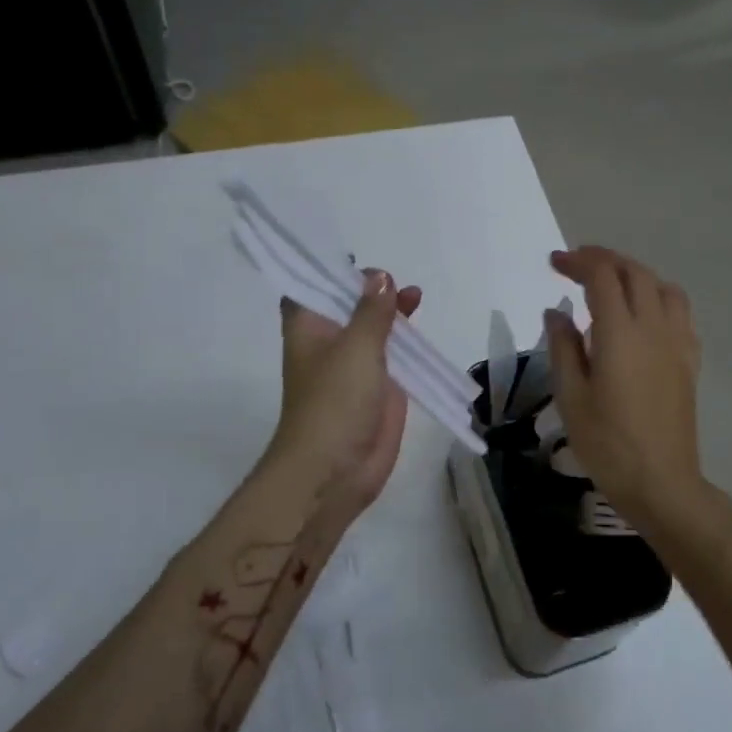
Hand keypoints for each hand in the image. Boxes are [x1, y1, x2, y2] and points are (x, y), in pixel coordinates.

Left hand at [267, 270, 422, 515]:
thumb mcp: (355, 346)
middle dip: (370, 290)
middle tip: (395, 280)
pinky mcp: (380, 388)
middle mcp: (329, 342)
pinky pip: (394, 356)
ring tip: (415, 296)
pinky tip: (423, 329)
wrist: (335, 470)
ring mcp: (355, 366)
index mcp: (309, 328)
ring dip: (392, 313)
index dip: (330, 271)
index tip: (358, 260)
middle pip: (348, 305)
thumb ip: (371, 311)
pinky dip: (408, 341)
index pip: (312, 287)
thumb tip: (380, 277)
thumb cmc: (335, 401)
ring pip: (374, 329)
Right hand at [544, 246, 711, 530]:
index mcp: (620, 334)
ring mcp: (677, 342)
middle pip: (634, 273)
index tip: (554, 264)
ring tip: (611, 285)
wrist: (661, 482)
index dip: (577, 262)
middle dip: (604, 260)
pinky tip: (643, 316)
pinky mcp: (690, 360)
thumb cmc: (607, 443)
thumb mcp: (571, 397)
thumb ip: (562, 347)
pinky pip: (679, 312)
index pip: (602, 277)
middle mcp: (654, 328)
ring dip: (634, 274)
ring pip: (662, 287)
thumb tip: (556, 312)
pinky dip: (658, 297)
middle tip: (576, 265)